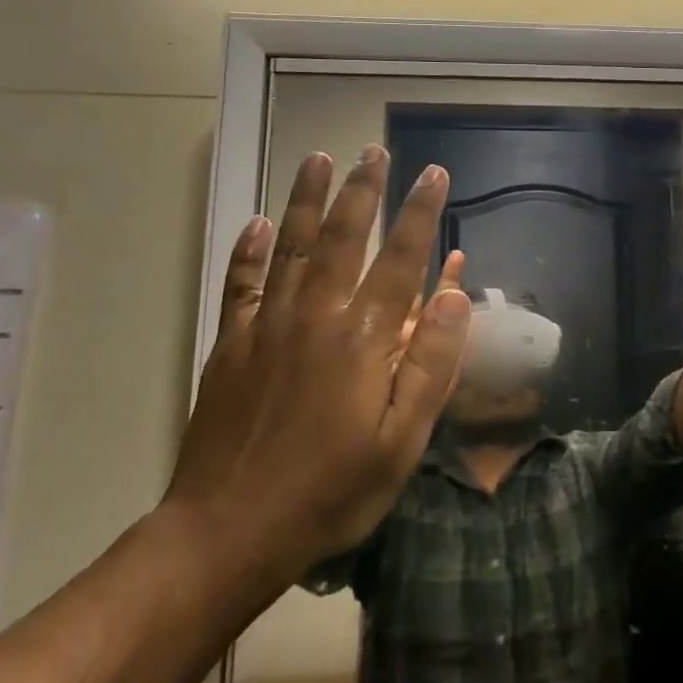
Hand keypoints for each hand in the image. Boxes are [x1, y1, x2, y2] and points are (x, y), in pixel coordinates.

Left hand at [164, 146, 472, 595]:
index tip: (434, 174)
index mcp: (362, 339)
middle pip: (342, 237)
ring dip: (306, 199)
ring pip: (290, 246)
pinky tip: (254, 222)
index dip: (420, 213)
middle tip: (374, 150)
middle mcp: (315, 315)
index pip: (401, 259)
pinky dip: (248, 250)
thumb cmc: (330, 492)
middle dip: (363, 190)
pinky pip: (241, 284)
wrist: (227, 532)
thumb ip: (432, 363)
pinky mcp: (232, 345)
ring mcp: (267, 326)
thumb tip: (455, 294)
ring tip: (317, 158)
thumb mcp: (402, 441)